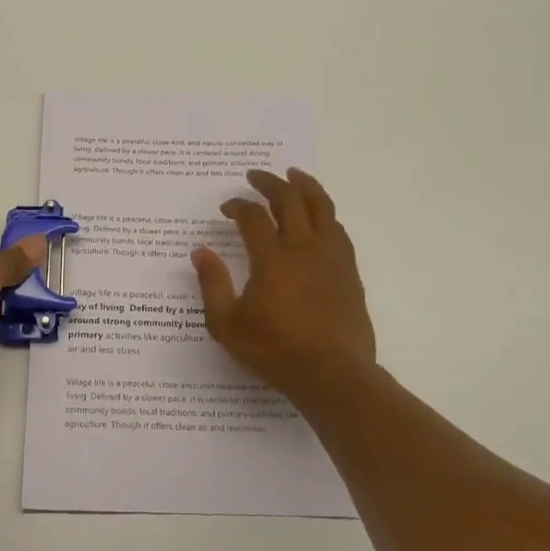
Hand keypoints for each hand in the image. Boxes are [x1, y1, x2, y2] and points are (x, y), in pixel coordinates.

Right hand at [191, 169, 377, 398]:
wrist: (333, 375)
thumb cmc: (275, 351)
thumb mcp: (227, 324)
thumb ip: (212, 284)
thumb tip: (200, 251)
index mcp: (272, 258)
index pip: (253, 216)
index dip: (238, 205)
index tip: (227, 208)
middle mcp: (303, 248)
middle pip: (289, 199)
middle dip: (270, 183)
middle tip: (255, 176)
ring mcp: (331, 257)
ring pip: (321, 206)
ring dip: (305, 186)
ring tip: (294, 175)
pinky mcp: (349, 271)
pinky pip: (338, 229)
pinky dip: (324, 213)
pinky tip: (319, 216)